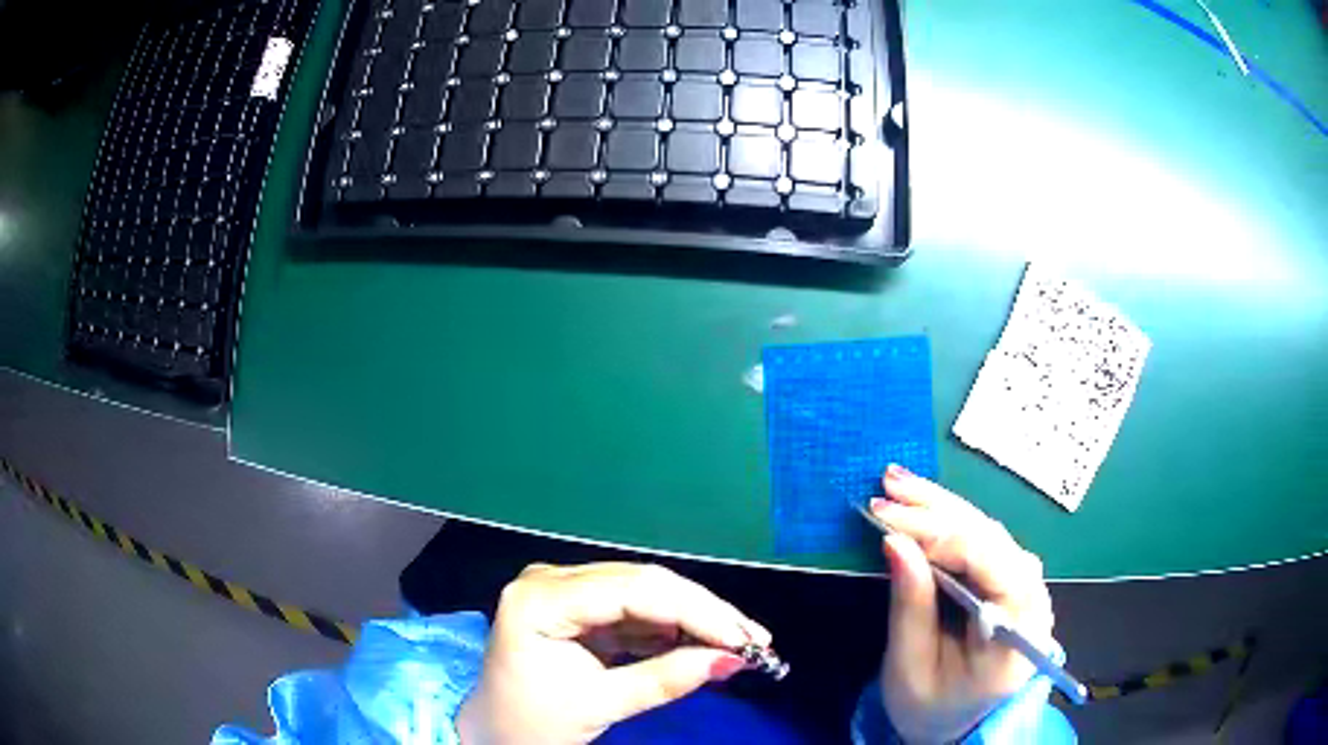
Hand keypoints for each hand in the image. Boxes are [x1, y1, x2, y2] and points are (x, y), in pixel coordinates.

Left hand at [457, 562, 770, 744]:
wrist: (492, 734)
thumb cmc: (531, 723)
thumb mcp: (599, 705)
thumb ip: (665, 679)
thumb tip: (732, 659)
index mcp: (540, 599)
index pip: (634, 591)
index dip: (697, 611)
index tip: (744, 638)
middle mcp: (550, 579)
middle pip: (643, 584)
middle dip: (702, 612)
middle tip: (754, 640)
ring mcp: (563, 589)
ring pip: (645, 592)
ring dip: (692, 618)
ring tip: (738, 643)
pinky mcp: (577, 607)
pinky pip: (634, 610)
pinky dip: (670, 628)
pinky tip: (701, 643)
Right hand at [873, 465, 1054, 743]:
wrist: (955, 722)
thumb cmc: (930, 705)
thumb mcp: (910, 667)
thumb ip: (910, 606)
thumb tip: (896, 541)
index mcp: (1017, 633)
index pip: (991, 564)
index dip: (941, 535)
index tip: (887, 519)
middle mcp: (1032, 600)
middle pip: (992, 538)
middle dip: (938, 509)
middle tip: (889, 484)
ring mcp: (1025, 587)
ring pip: (988, 532)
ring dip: (942, 506)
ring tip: (899, 483)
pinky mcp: (1009, 579)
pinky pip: (983, 542)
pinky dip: (950, 521)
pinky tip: (924, 504)